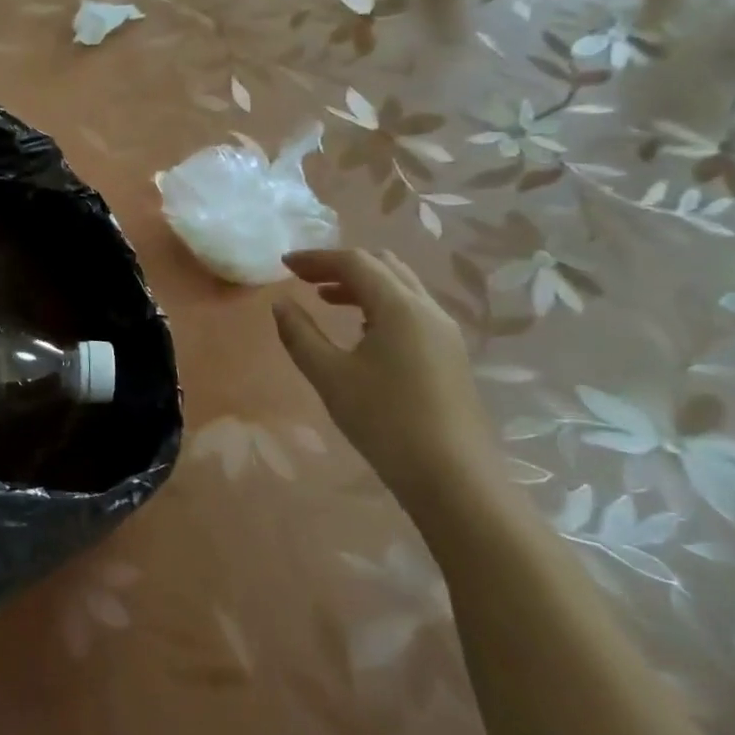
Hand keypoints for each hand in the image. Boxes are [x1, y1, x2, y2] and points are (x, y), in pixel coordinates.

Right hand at [271, 249, 503, 518]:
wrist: (453, 477)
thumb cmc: (384, 421)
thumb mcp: (329, 376)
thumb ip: (300, 334)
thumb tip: (281, 304)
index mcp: (399, 307)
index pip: (355, 262)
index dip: (316, 258)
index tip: (284, 265)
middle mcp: (427, 309)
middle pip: (382, 266)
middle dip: (340, 265)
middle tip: (304, 278)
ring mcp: (444, 332)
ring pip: (400, 287)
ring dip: (361, 284)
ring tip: (325, 299)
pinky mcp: (449, 353)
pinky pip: (411, 309)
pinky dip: (380, 304)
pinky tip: (360, 330)